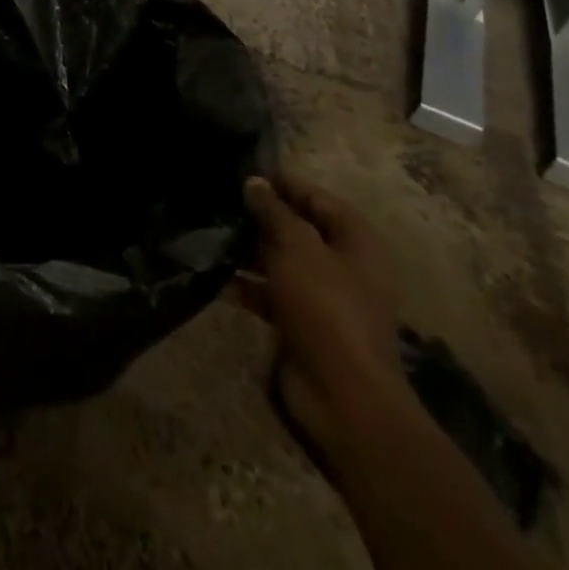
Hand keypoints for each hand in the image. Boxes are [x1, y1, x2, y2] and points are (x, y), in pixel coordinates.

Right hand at [238, 173, 414, 461]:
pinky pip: (273, 293)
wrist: (343, 396)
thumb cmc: (326, 308)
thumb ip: (274, 212)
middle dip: (262, 218)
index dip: (283, 184)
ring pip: (283, 261)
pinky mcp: (304, 325)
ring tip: (212, 235)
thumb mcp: (297, 248)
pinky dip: (249, 285)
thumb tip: (254, 182)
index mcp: (356, 241)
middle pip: (299, 229)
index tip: (243, 173)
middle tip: (220, 203)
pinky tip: (218, 276)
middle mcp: (344, 265)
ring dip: (251, 251)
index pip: (317, 198)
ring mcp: (325, 298)